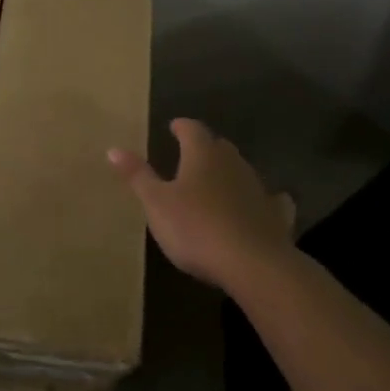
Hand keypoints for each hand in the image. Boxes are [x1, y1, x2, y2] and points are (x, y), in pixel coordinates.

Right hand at [108, 118, 294, 290]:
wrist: (253, 264)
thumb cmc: (196, 228)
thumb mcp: (156, 203)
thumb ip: (137, 176)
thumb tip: (113, 148)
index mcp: (202, 155)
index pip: (191, 129)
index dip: (181, 126)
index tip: (173, 126)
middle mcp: (233, 163)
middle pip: (218, 146)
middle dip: (205, 147)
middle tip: (191, 154)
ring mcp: (258, 188)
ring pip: (242, 170)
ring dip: (229, 172)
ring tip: (216, 181)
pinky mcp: (276, 215)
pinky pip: (270, 200)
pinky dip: (263, 199)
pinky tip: (264, 205)